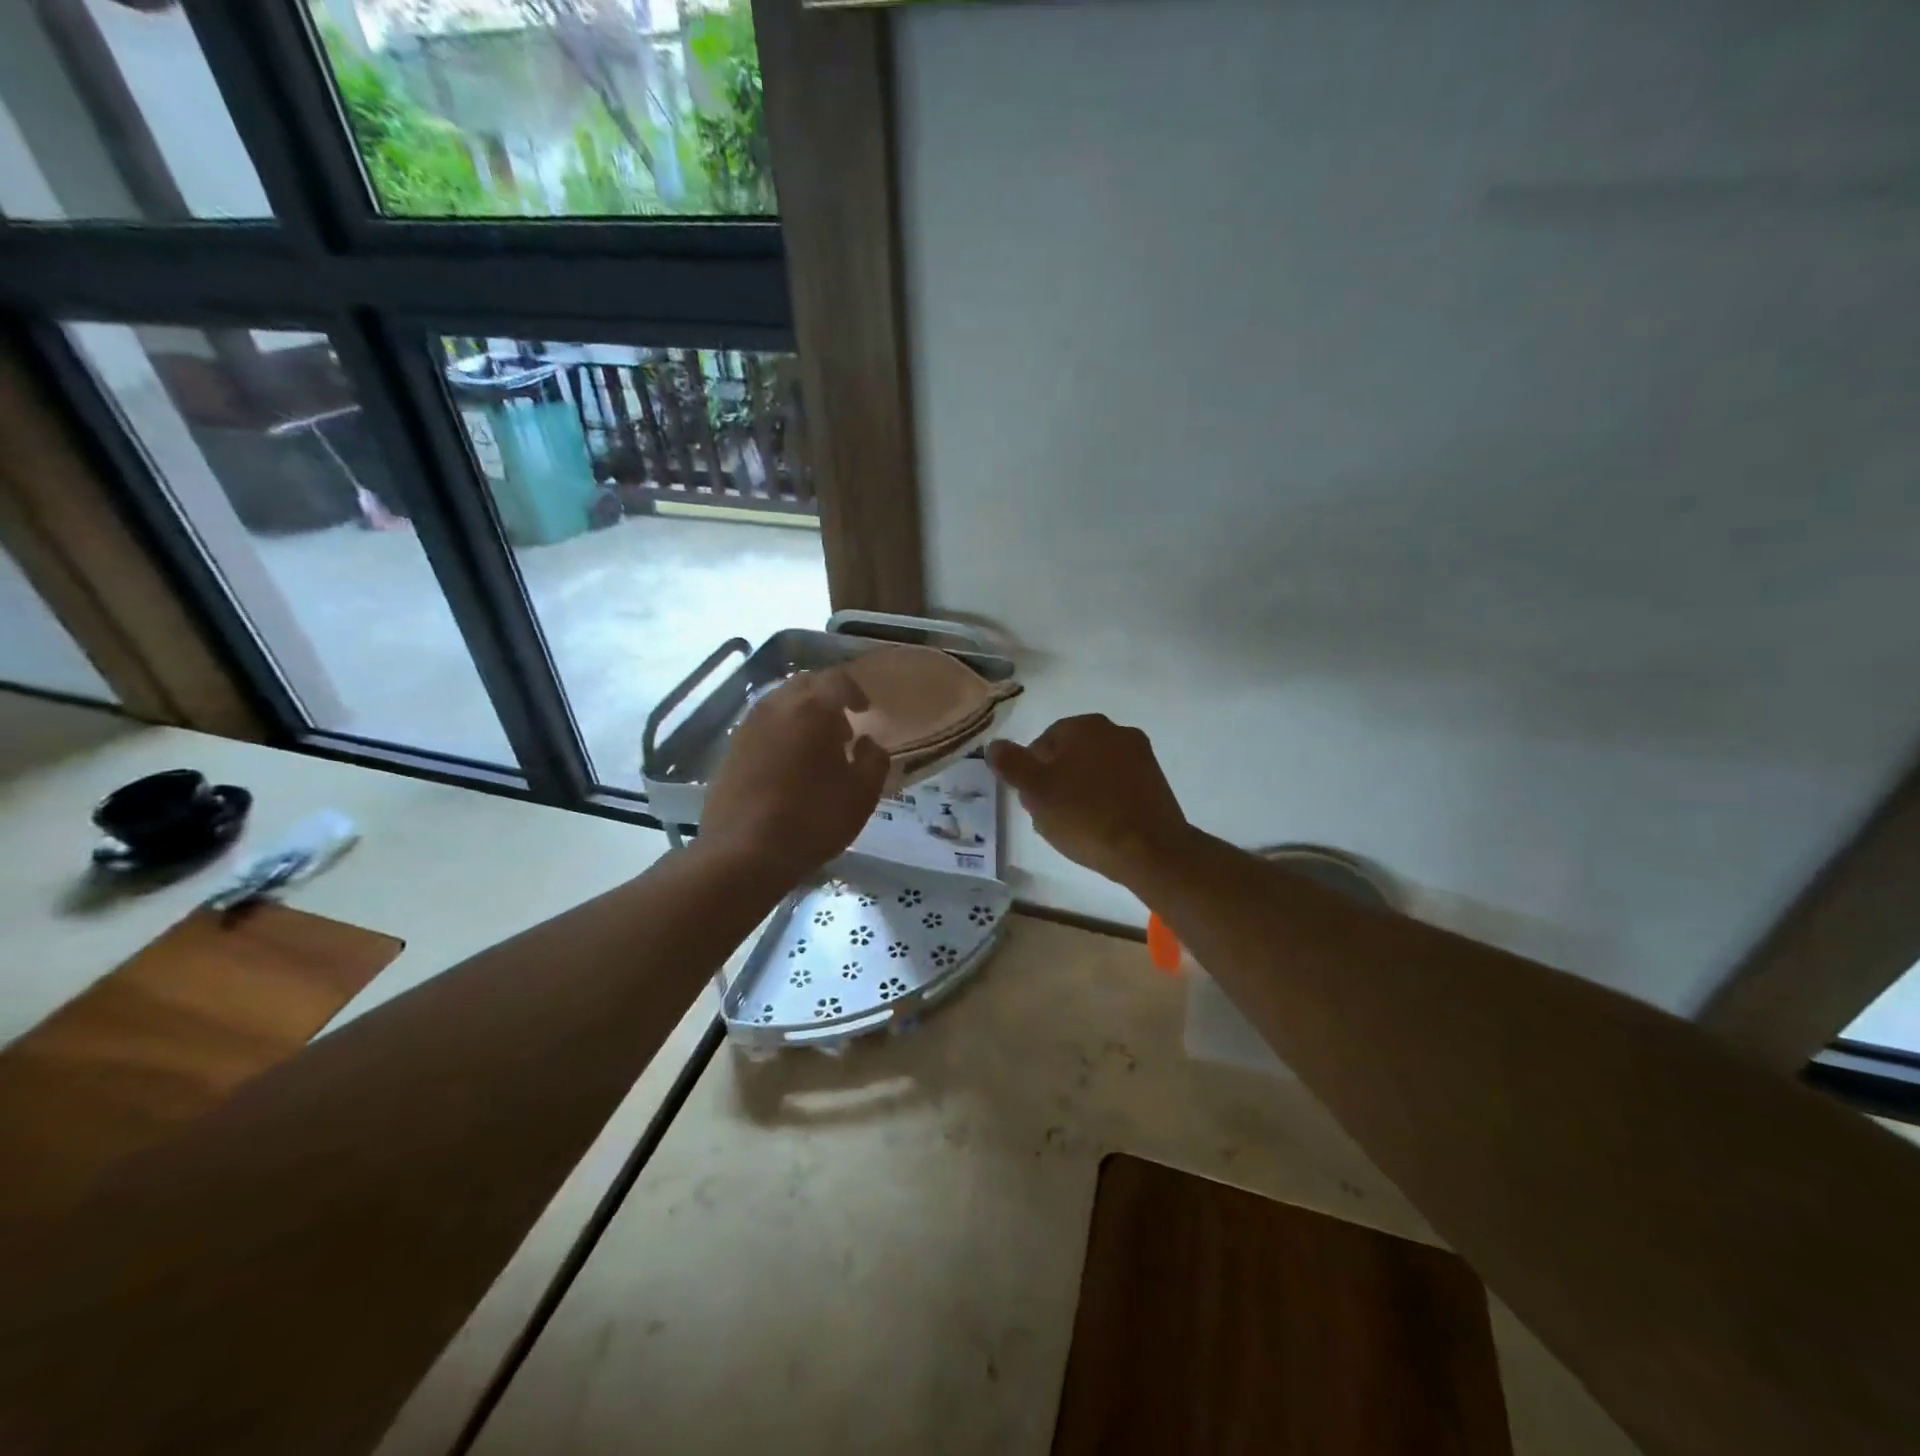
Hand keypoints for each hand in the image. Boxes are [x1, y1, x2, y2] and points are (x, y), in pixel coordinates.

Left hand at [699, 669, 889, 886]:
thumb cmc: (813, 819)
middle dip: (826, 699)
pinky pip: (762, 727)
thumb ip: (874, 760)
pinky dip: (780, 734)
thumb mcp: (862, 794)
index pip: (837, 680)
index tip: (865, 710)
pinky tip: (788, 765)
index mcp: (812, 708)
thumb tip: (868, 743)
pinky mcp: (730, 750)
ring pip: (779, 704)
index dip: (855, 691)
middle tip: (842, 727)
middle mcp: (776, 706)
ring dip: (801, 715)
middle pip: (805, 685)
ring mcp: (747, 727)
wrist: (744, 852)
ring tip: (815, 747)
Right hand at [988, 715, 1191, 890]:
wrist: (1151, 851)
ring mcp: (1141, 756)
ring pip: (1094, 771)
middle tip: (1050, 816)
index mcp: (1085, 726)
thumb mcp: (1036, 791)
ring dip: (1079, 792)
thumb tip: (994, 745)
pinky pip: (1117, 786)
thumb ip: (1011, 764)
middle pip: (1070, 755)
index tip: (1032, 802)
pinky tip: (1100, 828)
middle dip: (1055, 782)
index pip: (1043, 743)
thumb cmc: (1086, 816)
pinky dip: (1104, 801)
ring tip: (1075, 827)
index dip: (1031, 774)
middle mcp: (1116, 731)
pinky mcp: (1156, 782)